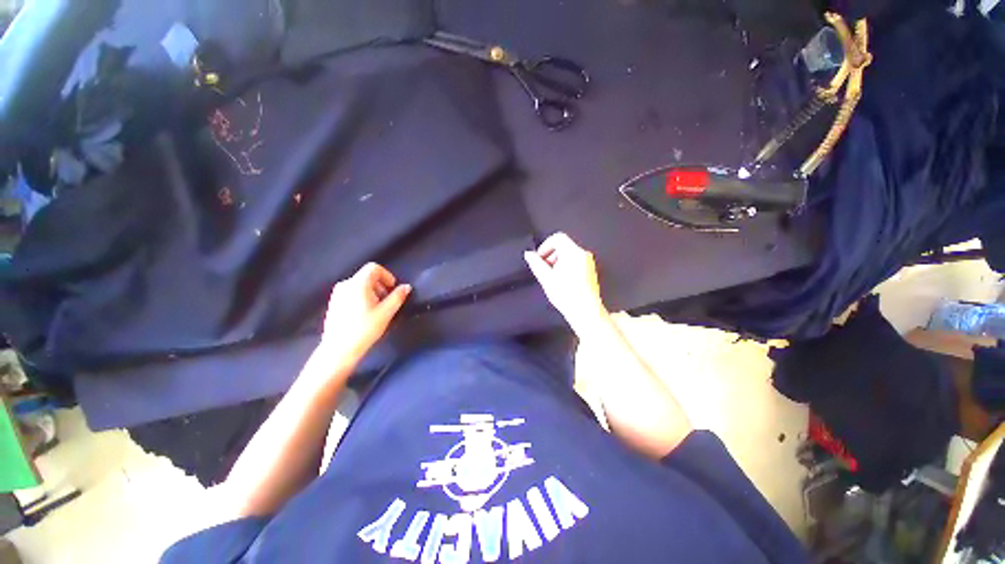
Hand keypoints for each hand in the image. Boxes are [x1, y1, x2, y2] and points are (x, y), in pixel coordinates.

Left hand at [320, 263, 410, 359]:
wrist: (338, 351)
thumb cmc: (364, 329)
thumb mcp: (386, 313)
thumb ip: (397, 297)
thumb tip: (406, 286)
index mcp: (357, 283)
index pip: (374, 268)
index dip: (387, 275)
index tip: (393, 289)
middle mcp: (345, 284)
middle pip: (367, 276)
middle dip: (381, 286)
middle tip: (387, 302)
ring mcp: (337, 294)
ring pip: (360, 285)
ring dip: (372, 292)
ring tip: (377, 310)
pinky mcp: (333, 303)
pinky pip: (352, 293)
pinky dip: (362, 298)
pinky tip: (365, 315)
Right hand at [524, 232, 609, 336]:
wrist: (585, 311)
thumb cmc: (565, 294)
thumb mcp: (546, 278)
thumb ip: (536, 264)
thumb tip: (529, 254)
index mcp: (573, 252)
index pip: (558, 238)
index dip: (545, 246)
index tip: (539, 258)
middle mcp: (583, 254)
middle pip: (563, 246)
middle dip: (551, 255)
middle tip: (544, 270)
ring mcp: (588, 262)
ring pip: (569, 254)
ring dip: (558, 262)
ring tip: (552, 277)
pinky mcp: (591, 271)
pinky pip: (575, 261)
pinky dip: (566, 266)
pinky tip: (562, 281)